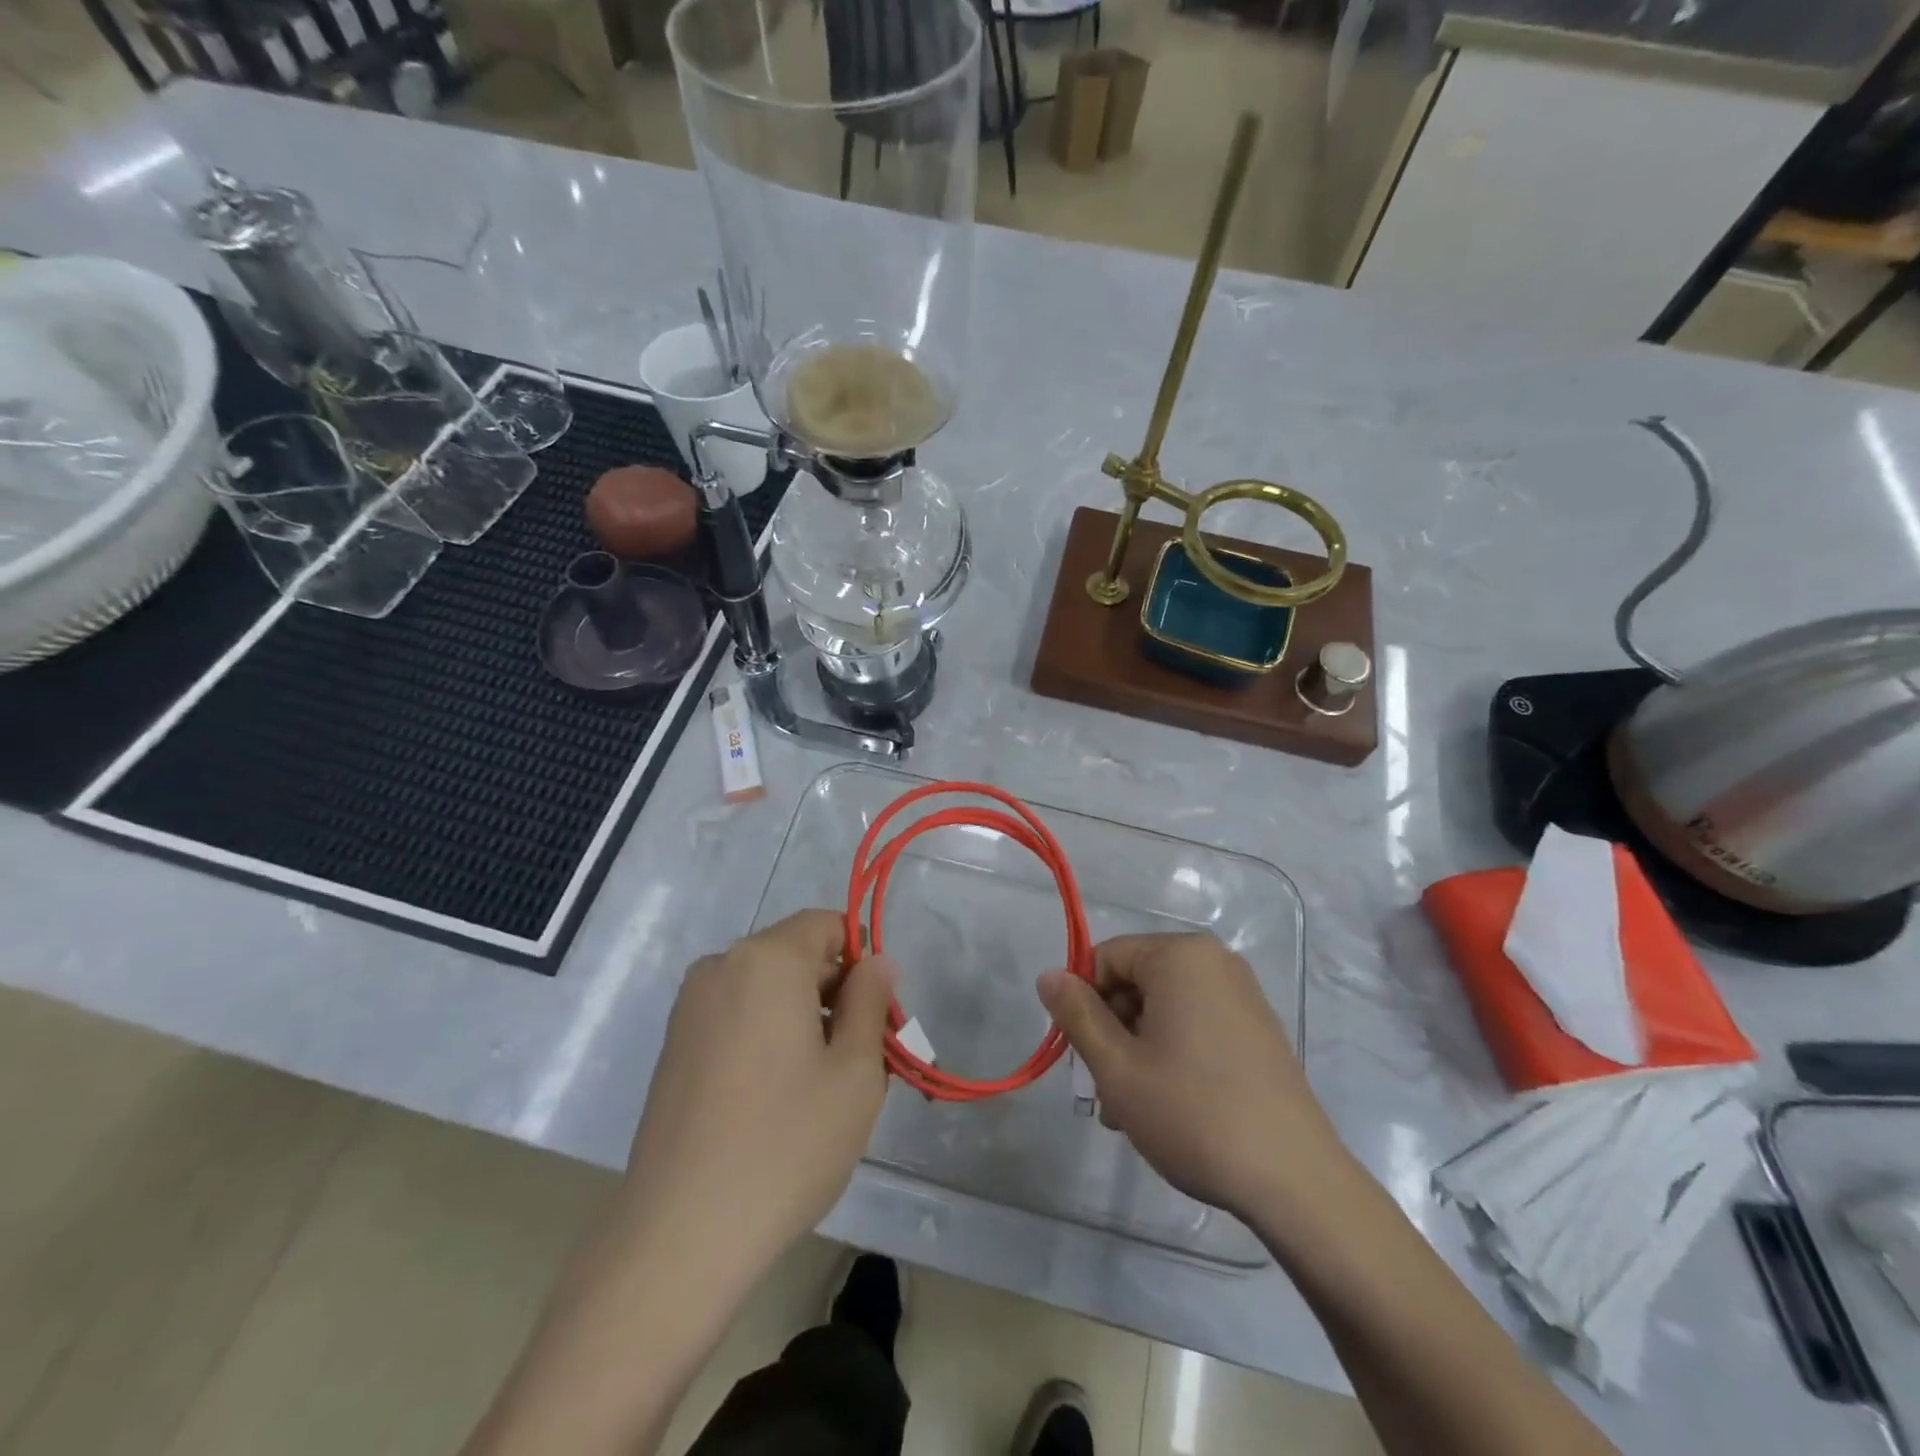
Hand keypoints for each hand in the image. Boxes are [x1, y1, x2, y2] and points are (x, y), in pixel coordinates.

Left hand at [622, 910, 893, 1279]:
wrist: (679, 1236)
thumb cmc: (785, 1144)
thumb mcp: (855, 1072)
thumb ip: (870, 1001)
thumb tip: (877, 961)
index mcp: (766, 959)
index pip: (827, 925)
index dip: (861, 961)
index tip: (876, 1016)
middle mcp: (721, 968)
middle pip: (796, 956)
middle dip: (835, 994)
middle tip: (861, 1061)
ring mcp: (690, 1009)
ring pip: (767, 990)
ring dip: (802, 1019)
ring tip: (821, 1088)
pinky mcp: (673, 1048)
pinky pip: (737, 1017)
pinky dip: (767, 1037)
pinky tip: (777, 1100)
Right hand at [1037, 933, 1349, 1225]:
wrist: (1294, 1180)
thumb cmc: (1193, 1113)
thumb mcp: (1117, 1066)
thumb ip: (1076, 1014)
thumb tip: (1048, 974)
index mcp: (1181, 956)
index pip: (1107, 958)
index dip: (1083, 1002)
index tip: (1081, 1055)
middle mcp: (1215, 963)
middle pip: (1136, 983)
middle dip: (1112, 1033)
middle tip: (1104, 1092)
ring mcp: (1243, 997)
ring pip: (1164, 1011)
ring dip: (1137, 1053)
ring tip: (1130, 1113)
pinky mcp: (1258, 1031)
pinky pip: (1195, 1027)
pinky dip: (1171, 1056)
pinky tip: (1166, 1108)